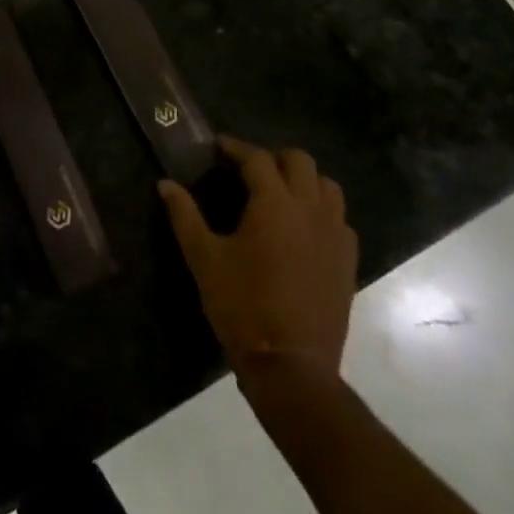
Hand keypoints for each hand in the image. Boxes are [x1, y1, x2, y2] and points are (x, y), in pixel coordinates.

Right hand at [160, 136, 357, 394]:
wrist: (291, 366)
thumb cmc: (241, 306)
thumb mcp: (203, 258)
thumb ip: (184, 215)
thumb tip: (165, 184)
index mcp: (274, 203)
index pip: (257, 158)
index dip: (236, 148)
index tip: (218, 147)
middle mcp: (309, 209)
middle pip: (299, 161)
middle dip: (274, 157)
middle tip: (250, 168)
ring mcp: (334, 235)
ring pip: (328, 187)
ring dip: (304, 180)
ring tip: (281, 192)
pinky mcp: (348, 262)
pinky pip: (341, 220)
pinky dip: (322, 211)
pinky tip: (304, 228)